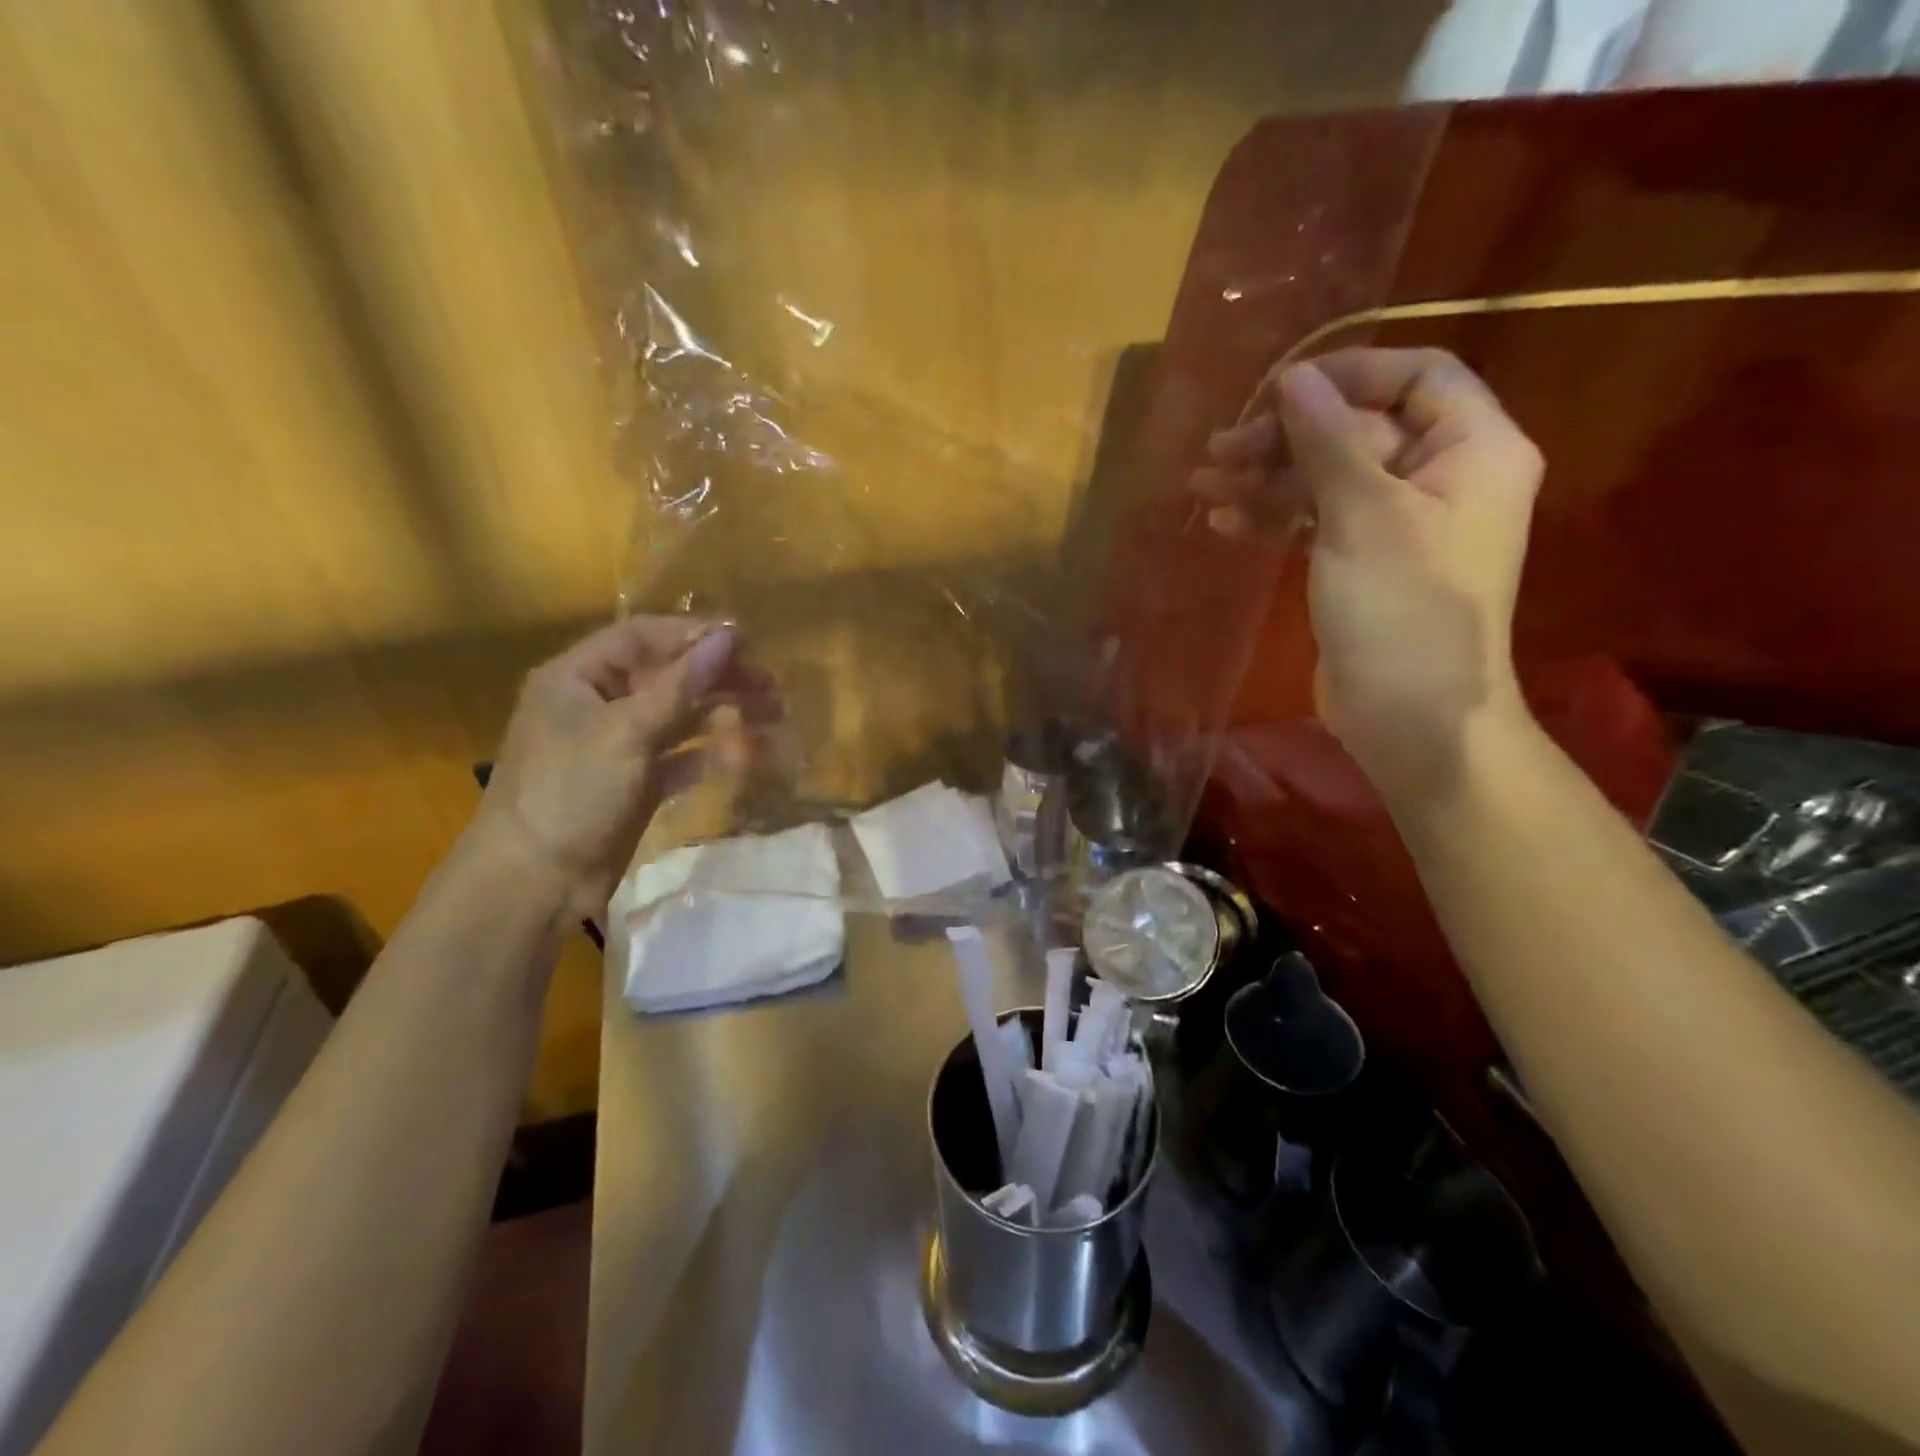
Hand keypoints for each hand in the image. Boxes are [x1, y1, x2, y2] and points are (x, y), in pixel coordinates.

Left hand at [474, 616, 776, 919]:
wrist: (536, 881)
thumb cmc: (572, 791)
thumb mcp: (627, 731)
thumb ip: (681, 684)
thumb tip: (729, 637)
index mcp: (578, 677)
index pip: (642, 637)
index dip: (693, 634)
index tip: (747, 642)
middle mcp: (598, 704)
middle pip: (668, 676)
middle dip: (719, 678)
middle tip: (771, 686)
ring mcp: (618, 745)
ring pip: (680, 717)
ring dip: (724, 714)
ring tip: (773, 716)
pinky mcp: (636, 782)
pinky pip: (680, 757)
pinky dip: (711, 754)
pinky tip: (744, 756)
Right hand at [1191, 347, 1542, 795]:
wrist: (1409, 714)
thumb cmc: (1400, 607)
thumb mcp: (1362, 514)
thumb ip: (1328, 440)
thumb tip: (1294, 379)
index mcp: (1472, 449)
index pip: (1416, 376)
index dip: (1347, 374)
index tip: (1278, 391)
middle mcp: (1440, 477)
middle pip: (1358, 430)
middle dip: (1286, 437)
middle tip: (1220, 449)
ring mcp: (1398, 524)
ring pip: (1328, 479)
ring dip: (1267, 479)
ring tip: (1203, 485)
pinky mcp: (1362, 563)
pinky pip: (1317, 522)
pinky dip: (1275, 518)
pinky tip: (1227, 522)